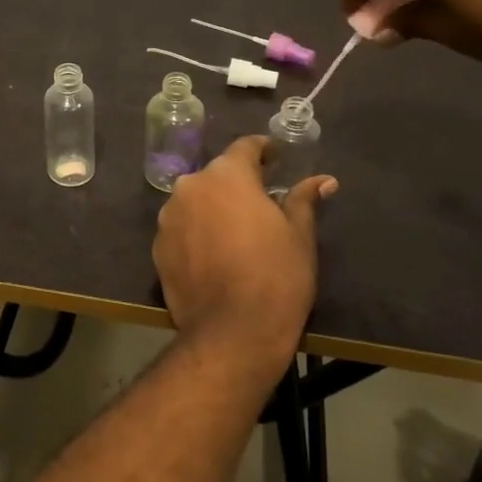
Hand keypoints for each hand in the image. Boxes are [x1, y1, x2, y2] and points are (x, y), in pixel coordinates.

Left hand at [152, 137, 335, 391]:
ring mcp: (168, 216)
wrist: (231, 333)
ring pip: (197, 201)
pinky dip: (197, 233)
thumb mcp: (299, 235)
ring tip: (237, 233)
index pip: (245, 147)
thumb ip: (303, 200)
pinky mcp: (158, 247)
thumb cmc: (276, 277)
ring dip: (215, 208)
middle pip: (218, 176)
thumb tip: (323, 180)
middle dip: (238, 184)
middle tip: (262, 203)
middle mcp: (191, 186)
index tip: (276, 159)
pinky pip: (182, 228)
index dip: (263, 151)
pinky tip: (215, 256)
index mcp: (227, 175)